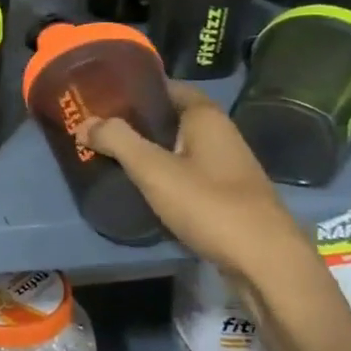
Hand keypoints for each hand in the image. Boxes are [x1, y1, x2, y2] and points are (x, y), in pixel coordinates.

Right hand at [75, 83, 318, 301]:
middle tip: (99, 127)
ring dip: (149, 150)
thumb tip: (85, 122)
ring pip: (179, 147)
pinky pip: (188, 173)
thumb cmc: (210, 205)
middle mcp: (220, 135)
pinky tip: (143, 188)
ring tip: (112, 156)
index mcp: (206, 117)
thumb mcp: (154, 170)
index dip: (136, 88)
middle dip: (138, 121)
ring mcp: (226, 167)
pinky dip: (164, 175)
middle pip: (172, 117)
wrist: (266, 263)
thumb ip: (118, 141)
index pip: (168, 87)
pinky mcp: (227, 196)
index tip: (103, 95)